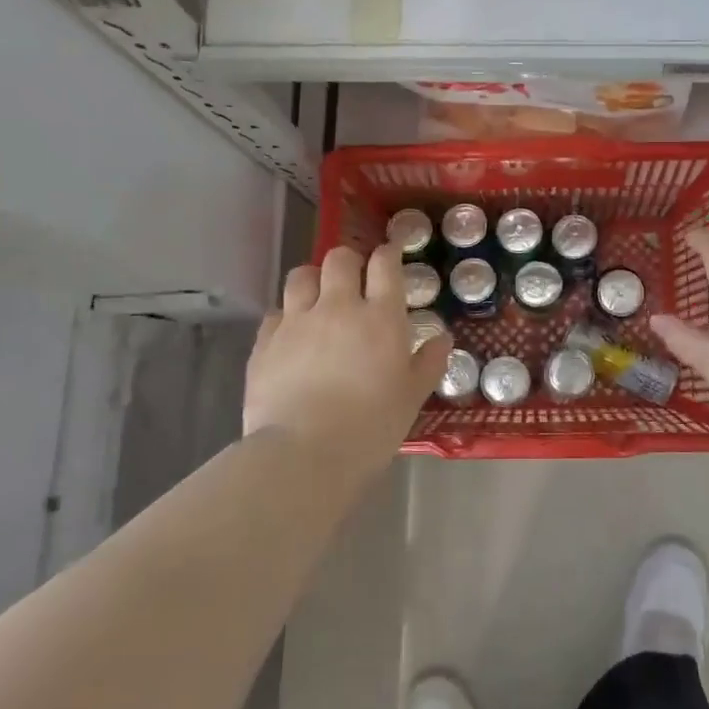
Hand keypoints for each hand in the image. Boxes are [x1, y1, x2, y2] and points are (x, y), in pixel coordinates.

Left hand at [244, 244, 451, 483]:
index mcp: (381, 317)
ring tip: (318, 299)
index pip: (385, 265)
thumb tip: (443, 338)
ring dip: (314, 280)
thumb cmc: (371, 426)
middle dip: (349, 262)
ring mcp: (297, 321)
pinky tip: (292, 336)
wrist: (304, 453)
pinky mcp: (265, 342)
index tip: (390, 257)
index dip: (388, 255)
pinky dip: (287, 316)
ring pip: (301, 276)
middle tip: (354, 281)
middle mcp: (338, 307)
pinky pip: (275, 312)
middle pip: (340, 259)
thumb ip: (429, 362)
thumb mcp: (412, 397)